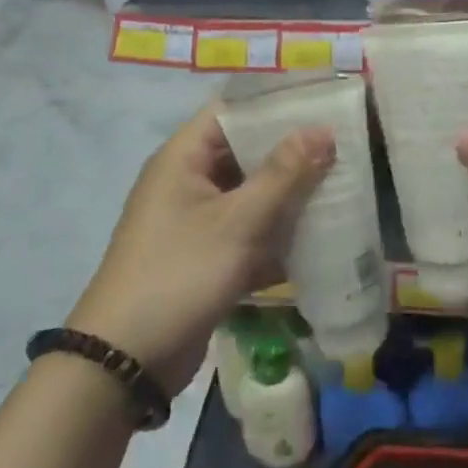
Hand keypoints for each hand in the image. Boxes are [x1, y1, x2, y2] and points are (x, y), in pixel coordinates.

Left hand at [68, 105, 333, 395]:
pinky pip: (247, 232)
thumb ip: (283, 174)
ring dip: (289, 195)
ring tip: (340, 186)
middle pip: (245, 153)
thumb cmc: (181, 273)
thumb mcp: (238, 221)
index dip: (274, 105)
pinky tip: (319, 237)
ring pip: (250, 194)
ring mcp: (195, 221)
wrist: (126, 362)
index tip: (321, 105)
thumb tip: (322, 129)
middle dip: (291, 153)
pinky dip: (276, 234)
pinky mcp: (205, 257)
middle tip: (342, 147)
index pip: (232, 112)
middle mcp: (187, 182)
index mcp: (183, 158)